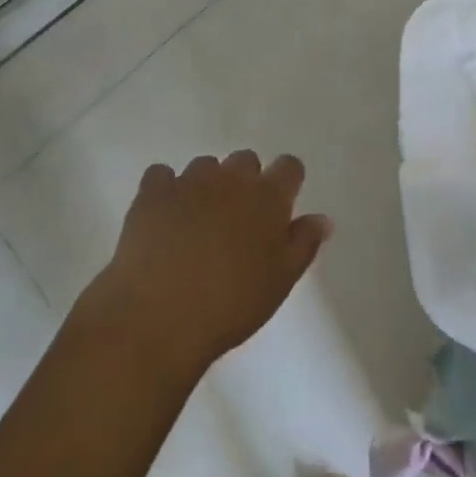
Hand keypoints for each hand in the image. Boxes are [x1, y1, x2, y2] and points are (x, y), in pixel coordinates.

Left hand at [79, 151, 331, 378]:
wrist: (160, 315)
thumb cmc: (230, 306)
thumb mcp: (279, 282)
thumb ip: (303, 244)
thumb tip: (322, 218)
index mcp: (267, 197)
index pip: (289, 167)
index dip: (286, 182)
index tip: (280, 205)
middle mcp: (231, 178)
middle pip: (245, 161)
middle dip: (245, 182)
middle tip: (237, 222)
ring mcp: (189, 180)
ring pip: (205, 166)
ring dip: (206, 185)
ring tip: (198, 223)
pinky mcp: (153, 191)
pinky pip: (162, 175)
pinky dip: (165, 190)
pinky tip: (163, 217)